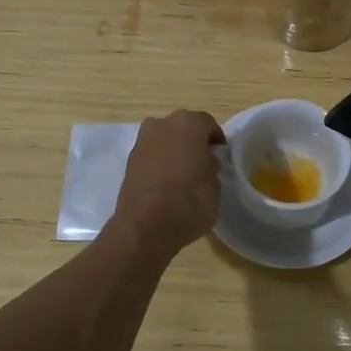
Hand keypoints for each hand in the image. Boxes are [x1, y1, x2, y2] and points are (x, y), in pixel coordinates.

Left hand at [112, 110, 224, 254]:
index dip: (216, 139)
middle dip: (192, 141)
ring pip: (164, 140)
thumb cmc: (191, 201)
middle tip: (202, 162)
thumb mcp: (215, 184)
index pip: (207, 124)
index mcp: (188, 124)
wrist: (147, 226)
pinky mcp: (128, 162)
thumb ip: (211, 166)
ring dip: (173, 151)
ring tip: (183, 174)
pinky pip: (151, 156)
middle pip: (182, 127)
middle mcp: (162, 125)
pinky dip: (159, 164)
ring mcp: (142, 142)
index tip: (221, 155)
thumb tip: (204, 162)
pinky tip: (166, 183)